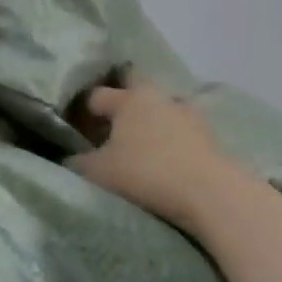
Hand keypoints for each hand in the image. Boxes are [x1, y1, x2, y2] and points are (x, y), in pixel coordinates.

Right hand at [74, 75, 251, 231]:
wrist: (213, 195)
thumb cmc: (147, 174)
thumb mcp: (99, 173)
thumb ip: (77, 162)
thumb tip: (69, 158)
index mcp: (128, 99)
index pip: (97, 95)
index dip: (83, 110)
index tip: (76, 127)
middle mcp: (159, 97)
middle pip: (136, 87)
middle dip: (123, 98)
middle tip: (111, 122)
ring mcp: (189, 115)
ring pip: (162, 109)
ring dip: (152, 121)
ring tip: (142, 144)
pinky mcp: (212, 137)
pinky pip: (183, 132)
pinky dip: (173, 140)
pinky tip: (168, 158)